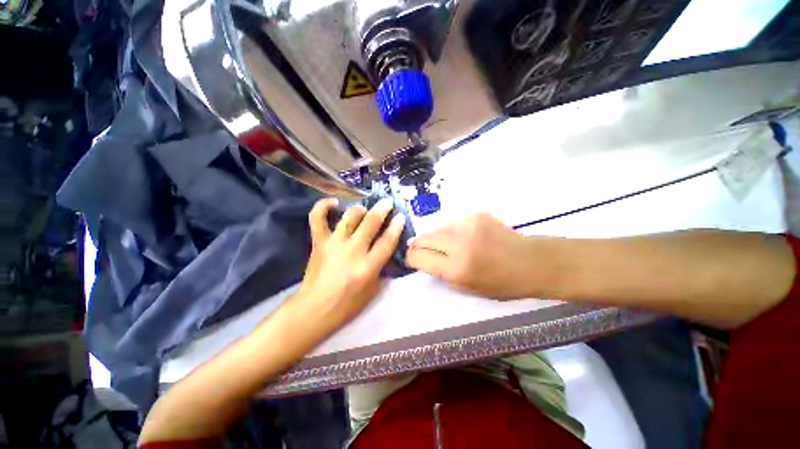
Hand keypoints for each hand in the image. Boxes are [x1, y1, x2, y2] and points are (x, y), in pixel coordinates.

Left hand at [296, 198, 405, 326]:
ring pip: (350, 216)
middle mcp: (353, 251)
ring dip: (360, 208)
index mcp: (368, 266)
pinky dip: (323, 206)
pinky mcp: (319, 242)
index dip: (396, 226)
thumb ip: (382, 269)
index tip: (400, 216)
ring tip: (364, 209)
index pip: (387, 241)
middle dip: (382, 209)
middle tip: (388, 202)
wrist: (315, 309)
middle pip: (371, 222)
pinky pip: (317, 218)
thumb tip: (387, 252)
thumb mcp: (373, 291)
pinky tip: (334, 203)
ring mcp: (334, 244)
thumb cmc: (347, 305)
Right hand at [406, 213, 539, 299]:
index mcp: (457, 269)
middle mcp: (459, 243)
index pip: (418, 257)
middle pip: (423, 238)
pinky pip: (452, 222)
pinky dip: (451, 230)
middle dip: (418, 245)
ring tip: (445, 245)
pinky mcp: (475, 214)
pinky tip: (462, 237)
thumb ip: (439, 272)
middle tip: (421, 251)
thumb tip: (419, 257)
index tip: (412, 260)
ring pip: (436, 228)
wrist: (531, 261)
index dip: (411, 258)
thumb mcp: (465, 288)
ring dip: (434, 237)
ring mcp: (468, 225)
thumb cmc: (499, 283)